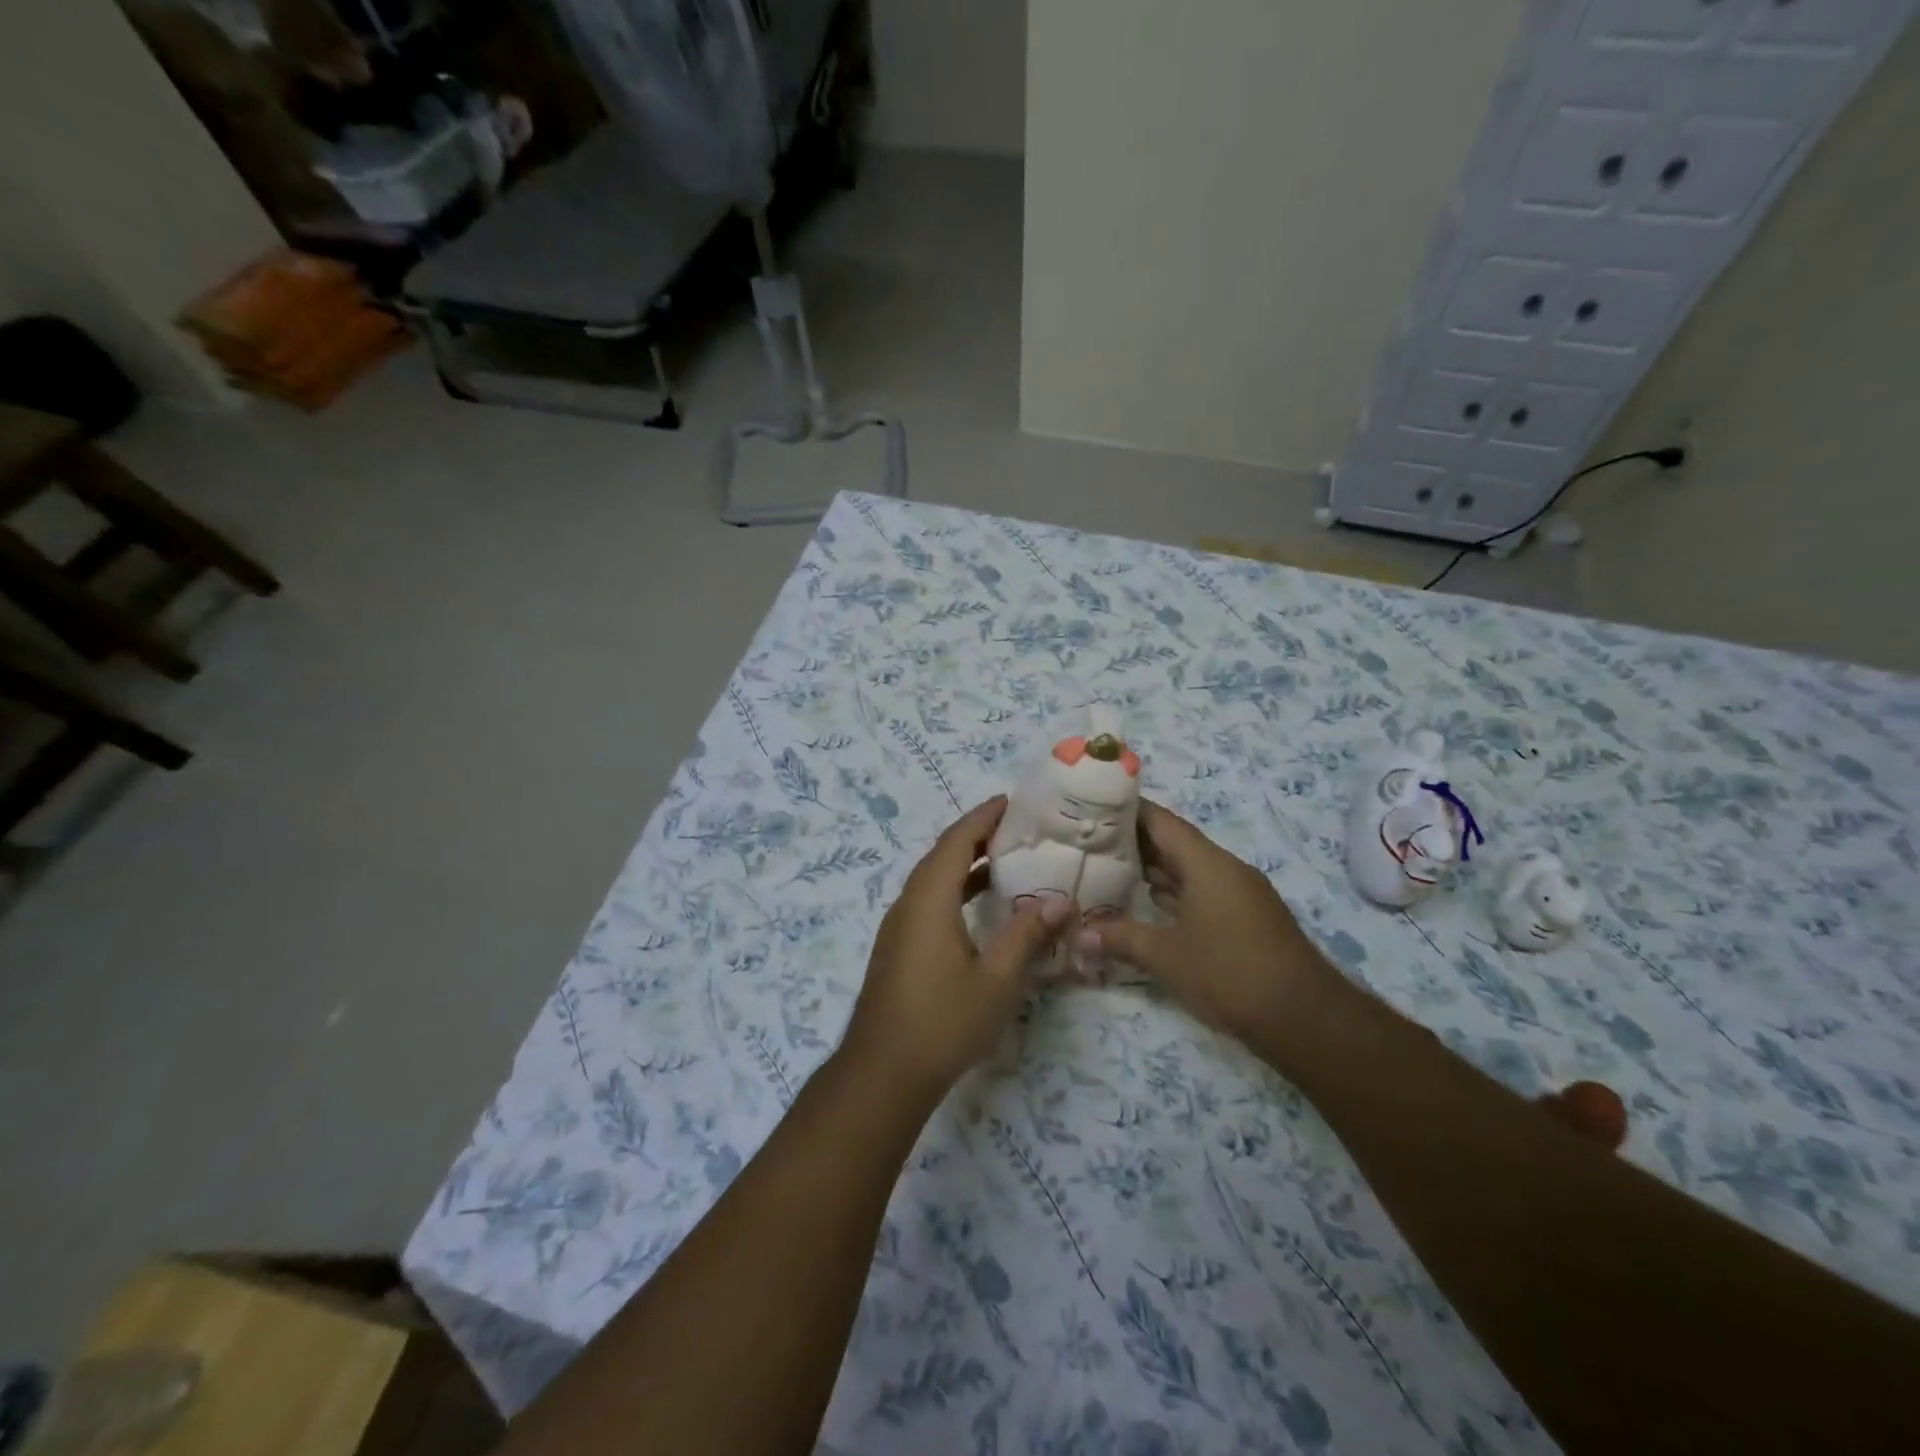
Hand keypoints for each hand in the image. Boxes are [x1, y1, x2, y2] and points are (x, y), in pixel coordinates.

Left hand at [840, 798, 1072, 1102]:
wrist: (883, 1072)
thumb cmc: (943, 1021)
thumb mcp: (996, 979)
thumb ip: (1027, 935)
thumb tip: (1061, 901)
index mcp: (929, 899)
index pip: (957, 841)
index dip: (983, 818)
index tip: (1011, 802)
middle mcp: (909, 903)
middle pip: (942, 855)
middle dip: (977, 836)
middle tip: (1017, 828)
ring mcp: (899, 926)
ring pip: (934, 880)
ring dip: (965, 864)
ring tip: (1006, 860)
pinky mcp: (898, 948)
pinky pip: (929, 901)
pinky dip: (956, 890)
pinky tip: (980, 909)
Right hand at [1083, 800, 1340, 1052]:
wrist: (1304, 1017)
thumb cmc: (1229, 974)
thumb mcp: (1165, 956)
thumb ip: (1120, 938)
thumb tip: (1079, 935)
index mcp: (1207, 864)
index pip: (1162, 822)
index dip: (1128, 811)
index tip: (1095, 808)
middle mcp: (1226, 869)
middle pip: (1175, 844)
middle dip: (1135, 842)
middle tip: (1092, 843)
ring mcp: (1240, 894)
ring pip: (1190, 869)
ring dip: (1155, 869)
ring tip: (1111, 869)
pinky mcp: (1247, 918)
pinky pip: (1203, 891)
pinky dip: (1175, 892)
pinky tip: (1149, 904)